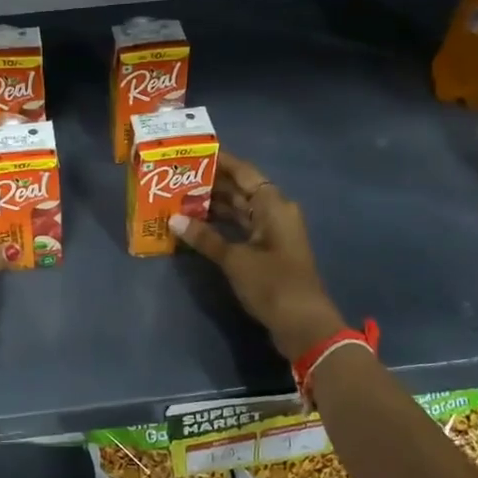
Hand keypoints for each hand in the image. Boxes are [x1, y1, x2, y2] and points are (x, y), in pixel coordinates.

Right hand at [170, 152, 344, 360]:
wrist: (304, 325)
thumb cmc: (272, 284)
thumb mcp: (235, 260)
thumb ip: (204, 238)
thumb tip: (174, 219)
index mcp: (273, 205)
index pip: (243, 172)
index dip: (220, 161)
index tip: (193, 152)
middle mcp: (275, 212)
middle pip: (241, 189)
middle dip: (211, 184)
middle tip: (177, 177)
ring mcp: (273, 233)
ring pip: (240, 210)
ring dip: (214, 205)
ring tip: (180, 198)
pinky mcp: (268, 252)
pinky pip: (241, 228)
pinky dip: (222, 225)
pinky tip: (197, 225)